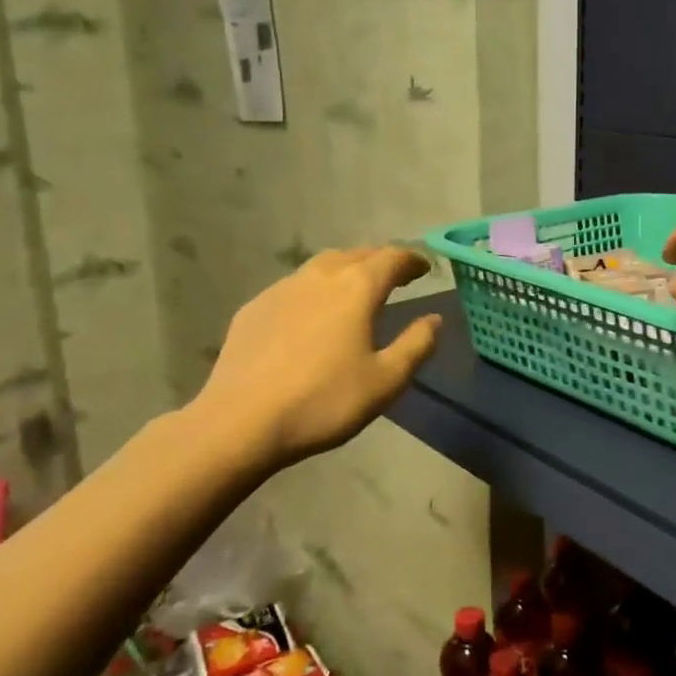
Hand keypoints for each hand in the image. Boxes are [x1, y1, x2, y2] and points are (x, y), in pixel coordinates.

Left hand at [189, 246, 440, 466]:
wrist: (241, 421)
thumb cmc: (324, 401)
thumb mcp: (385, 381)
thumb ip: (416, 345)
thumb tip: (434, 319)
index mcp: (357, 288)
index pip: (392, 258)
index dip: (413, 260)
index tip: (425, 268)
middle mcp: (320, 276)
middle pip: (357, 255)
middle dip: (381, 261)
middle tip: (396, 277)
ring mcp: (282, 289)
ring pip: (322, 266)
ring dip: (346, 270)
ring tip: (356, 289)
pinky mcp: (254, 308)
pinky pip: (294, 287)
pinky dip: (315, 290)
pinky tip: (312, 314)